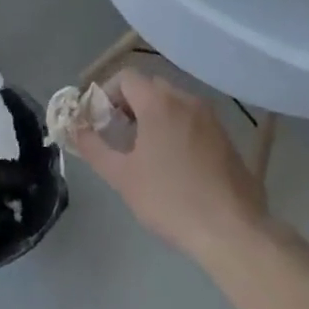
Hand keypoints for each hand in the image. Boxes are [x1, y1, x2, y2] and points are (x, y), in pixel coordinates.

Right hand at [71, 71, 268, 261]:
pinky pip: (193, 120)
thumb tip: (76, 129)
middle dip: (129, 104)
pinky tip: (174, 163)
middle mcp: (187, 100)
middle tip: (119, 135)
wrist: (232, 230)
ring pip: (174, 102)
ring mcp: (210, 117)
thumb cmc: (170, 199)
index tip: (100, 121)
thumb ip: (94, 147)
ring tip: (145, 151)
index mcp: (159, 103)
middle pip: (150, 87)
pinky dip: (177, 128)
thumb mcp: (122, 177)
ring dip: (154, 116)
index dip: (106, 94)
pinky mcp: (226, 137)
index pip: (126, 77)